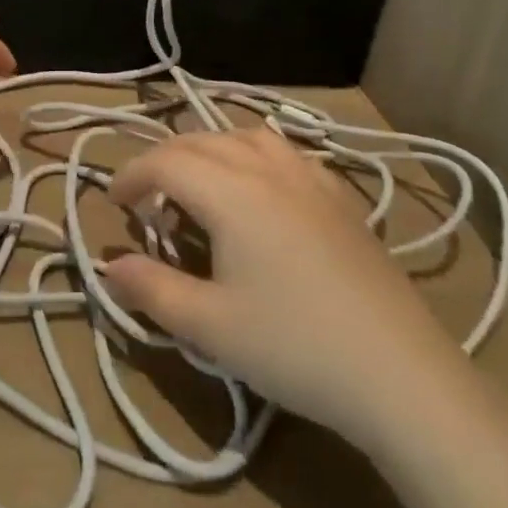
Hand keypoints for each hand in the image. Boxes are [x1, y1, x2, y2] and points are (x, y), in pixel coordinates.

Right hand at [102, 128, 459, 436]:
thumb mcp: (209, 326)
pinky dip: (254, 155)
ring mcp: (309, 176)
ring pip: (245, 136)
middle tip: (148, 200)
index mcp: (229, 191)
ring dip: (210, 150)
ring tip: (201, 185)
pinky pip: (285, 152)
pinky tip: (261, 191)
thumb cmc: (294, 347)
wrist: (399, 372)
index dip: (131, 175)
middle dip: (164, 161)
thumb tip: (109, 265)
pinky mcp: (340, 194)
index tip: (113, 203)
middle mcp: (266, 167)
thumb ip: (152, 288)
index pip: (165, 162)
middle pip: (201, 141)